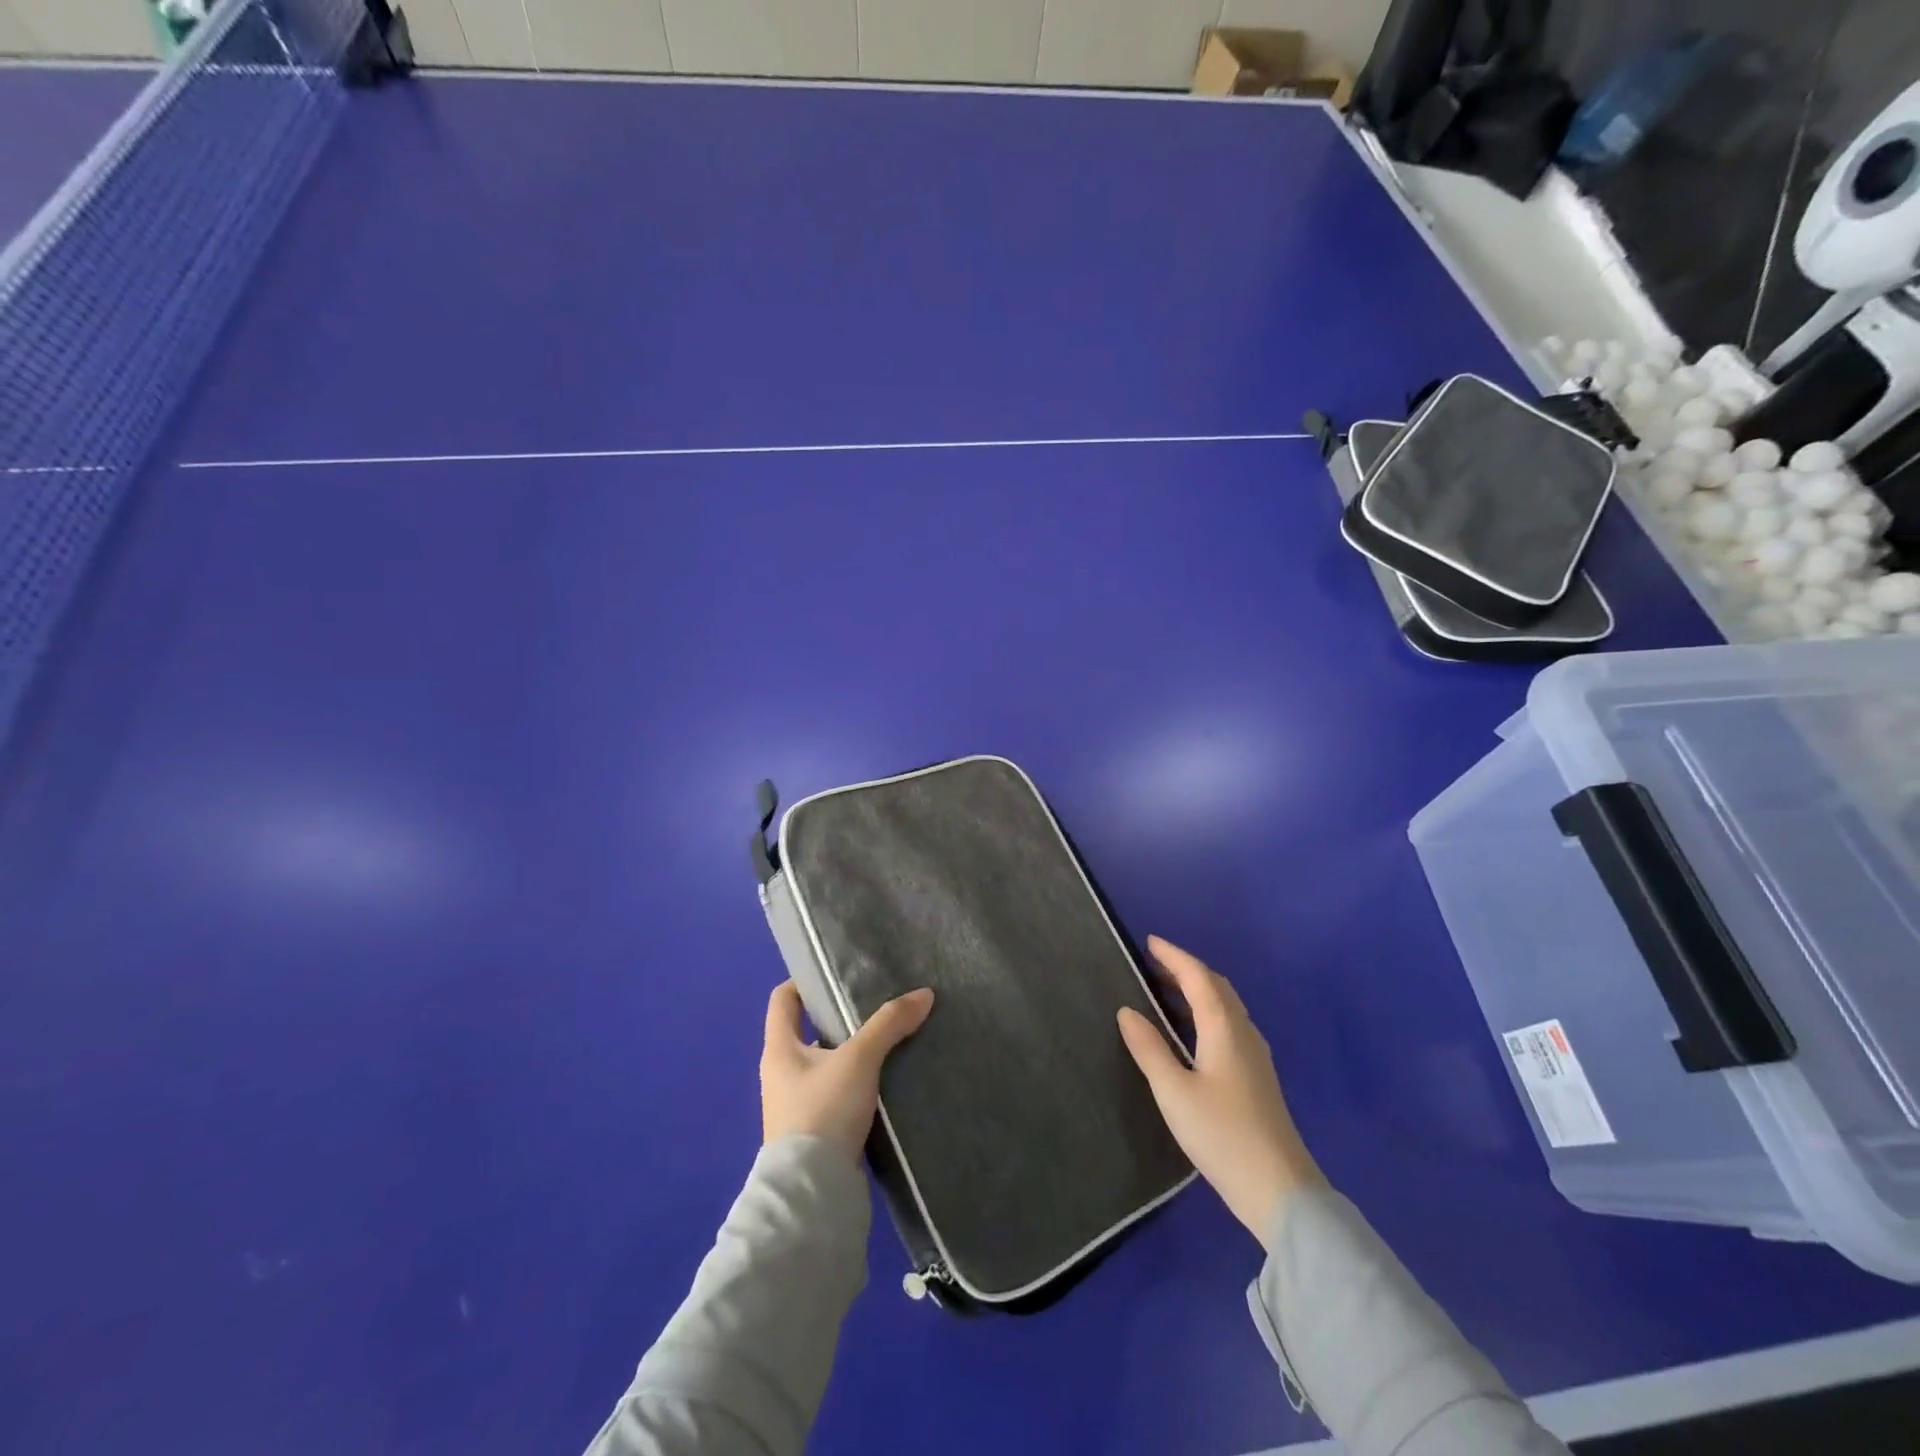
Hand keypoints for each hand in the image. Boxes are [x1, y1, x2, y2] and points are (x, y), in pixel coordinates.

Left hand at [761, 981, 934, 1160]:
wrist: (813, 1194)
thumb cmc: (823, 1111)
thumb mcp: (859, 1060)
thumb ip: (889, 1024)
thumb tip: (924, 994)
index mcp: (779, 1049)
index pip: (783, 999)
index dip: (805, 981)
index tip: (838, 974)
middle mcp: (782, 1073)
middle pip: (809, 1030)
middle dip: (841, 1017)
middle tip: (878, 1004)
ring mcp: (797, 1105)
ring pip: (827, 1064)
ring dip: (853, 1053)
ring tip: (890, 1040)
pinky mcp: (817, 1131)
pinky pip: (838, 1093)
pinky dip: (859, 1082)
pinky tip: (888, 1080)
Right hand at [1118, 937, 1323, 1248]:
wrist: (1279, 1189)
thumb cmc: (1221, 1134)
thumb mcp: (1173, 1092)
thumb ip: (1149, 1048)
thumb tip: (1127, 1010)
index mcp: (1223, 1028)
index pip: (1198, 977)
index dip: (1173, 956)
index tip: (1149, 942)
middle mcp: (1243, 1032)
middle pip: (1216, 987)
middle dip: (1185, 969)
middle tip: (1153, 964)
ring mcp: (1255, 1055)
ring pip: (1225, 1006)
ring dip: (1197, 990)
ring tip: (1165, 991)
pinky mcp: (1257, 1076)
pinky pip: (1229, 1025)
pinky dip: (1206, 1012)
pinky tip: (1192, 1031)